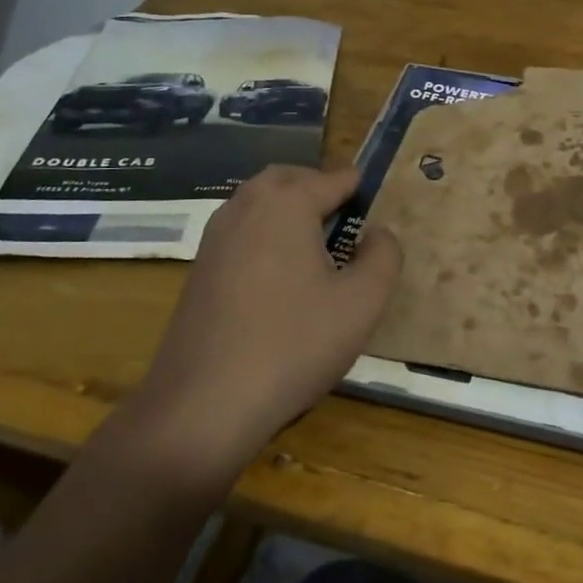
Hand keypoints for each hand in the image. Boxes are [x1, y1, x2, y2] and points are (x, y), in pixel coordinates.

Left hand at [114, 165, 401, 484]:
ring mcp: (215, 239)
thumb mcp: (362, 302)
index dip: (357, 187)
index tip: (374, 201)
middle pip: (286, 179)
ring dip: (286, 208)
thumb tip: (379, 233)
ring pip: (256, 203)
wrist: (204, 404)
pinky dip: (264, 234)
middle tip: (345, 214)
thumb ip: (384, 256)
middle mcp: (245, 208)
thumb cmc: (293, 344)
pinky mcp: (199, 270)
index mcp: (286, 204)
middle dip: (317, 186)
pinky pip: (239, 232)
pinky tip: (281, 276)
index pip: (332, 178)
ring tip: (316, 243)